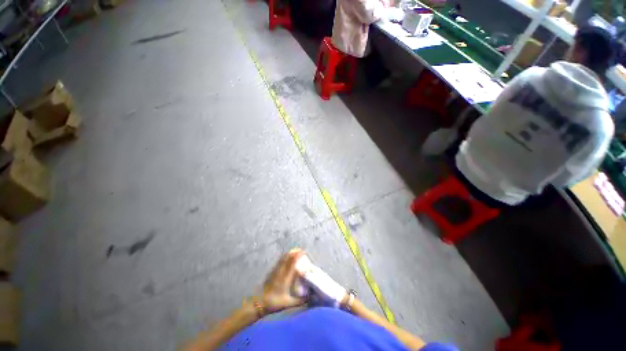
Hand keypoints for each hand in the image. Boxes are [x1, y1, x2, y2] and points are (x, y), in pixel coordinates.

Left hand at [258, 249, 305, 313]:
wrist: (259, 302)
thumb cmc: (274, 302)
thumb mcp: (288, 303)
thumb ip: (299, 301)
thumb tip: (310, 298)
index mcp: (285, 276)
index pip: (292, 261)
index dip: (298, 255)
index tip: (304, 252)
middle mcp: (280, 270)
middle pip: (288, 256)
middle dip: (295, 251)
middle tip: (301, 251)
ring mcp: (275, 270)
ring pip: (283, 257)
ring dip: (290, 253)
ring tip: (296, 253)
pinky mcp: (272, 271)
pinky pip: (280, 260)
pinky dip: (285, 257)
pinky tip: (287, 259)